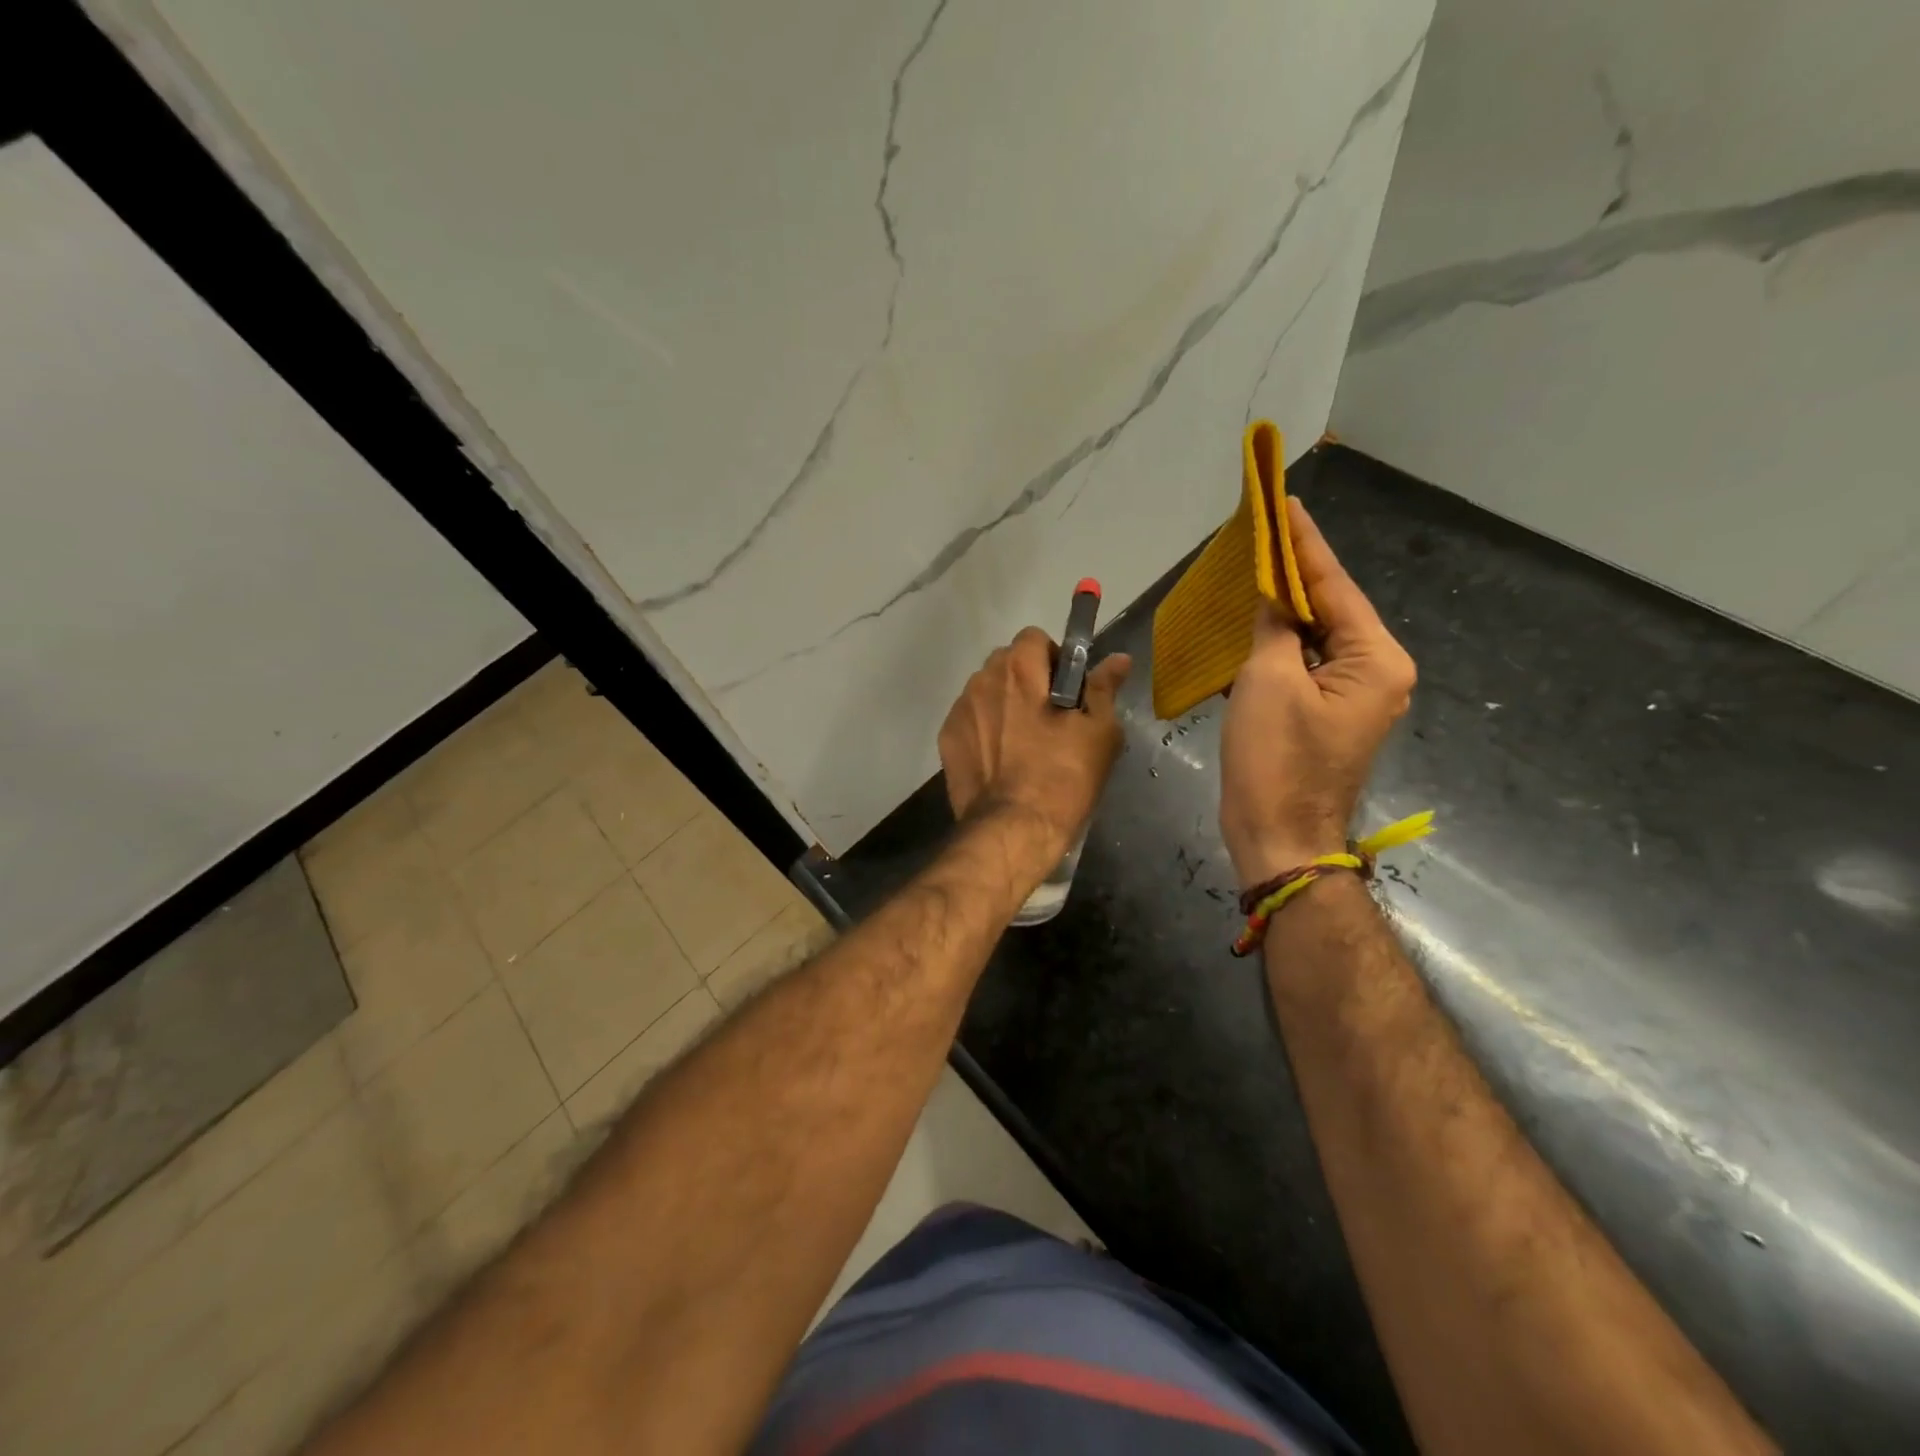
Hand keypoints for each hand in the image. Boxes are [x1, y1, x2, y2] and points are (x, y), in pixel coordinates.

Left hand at [938, 627, 1131, 873]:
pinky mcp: (947, 741)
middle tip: (1051, 717)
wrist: (1011, 831)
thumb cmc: (1063, 778)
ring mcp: (959, 711)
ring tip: (1024, 742)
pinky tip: (1001, 759)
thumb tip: (1118, 659)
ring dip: (1005, 703)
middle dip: (1027, 679)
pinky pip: (971, 720)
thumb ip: (1103, 689)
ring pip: (986, 691)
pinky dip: (986, 728)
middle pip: (1006, 663)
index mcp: (1019, 670)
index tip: (1068, 689)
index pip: (1034, 638)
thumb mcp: (1099, 733)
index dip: (1054, 658)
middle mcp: (982, 681)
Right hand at [1220, 499, 1415, 888]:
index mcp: (1376, 660)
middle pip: (1331, 609)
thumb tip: (1272, 594)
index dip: (1305, 545)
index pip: (1335, 587)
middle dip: (1294, 573)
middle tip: (1264, 533)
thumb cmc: (1274, 759)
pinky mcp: (1325, 713)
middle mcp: (1376, 672)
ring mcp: (1352, 696)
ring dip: (1283, 609)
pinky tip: (1251, 623)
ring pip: (1315, 637)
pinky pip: (1303, 664)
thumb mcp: (1267, 681)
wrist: (1278, 836)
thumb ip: (1274, 627)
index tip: (1285, 505)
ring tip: (1253, 569)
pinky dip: (1277, 643)